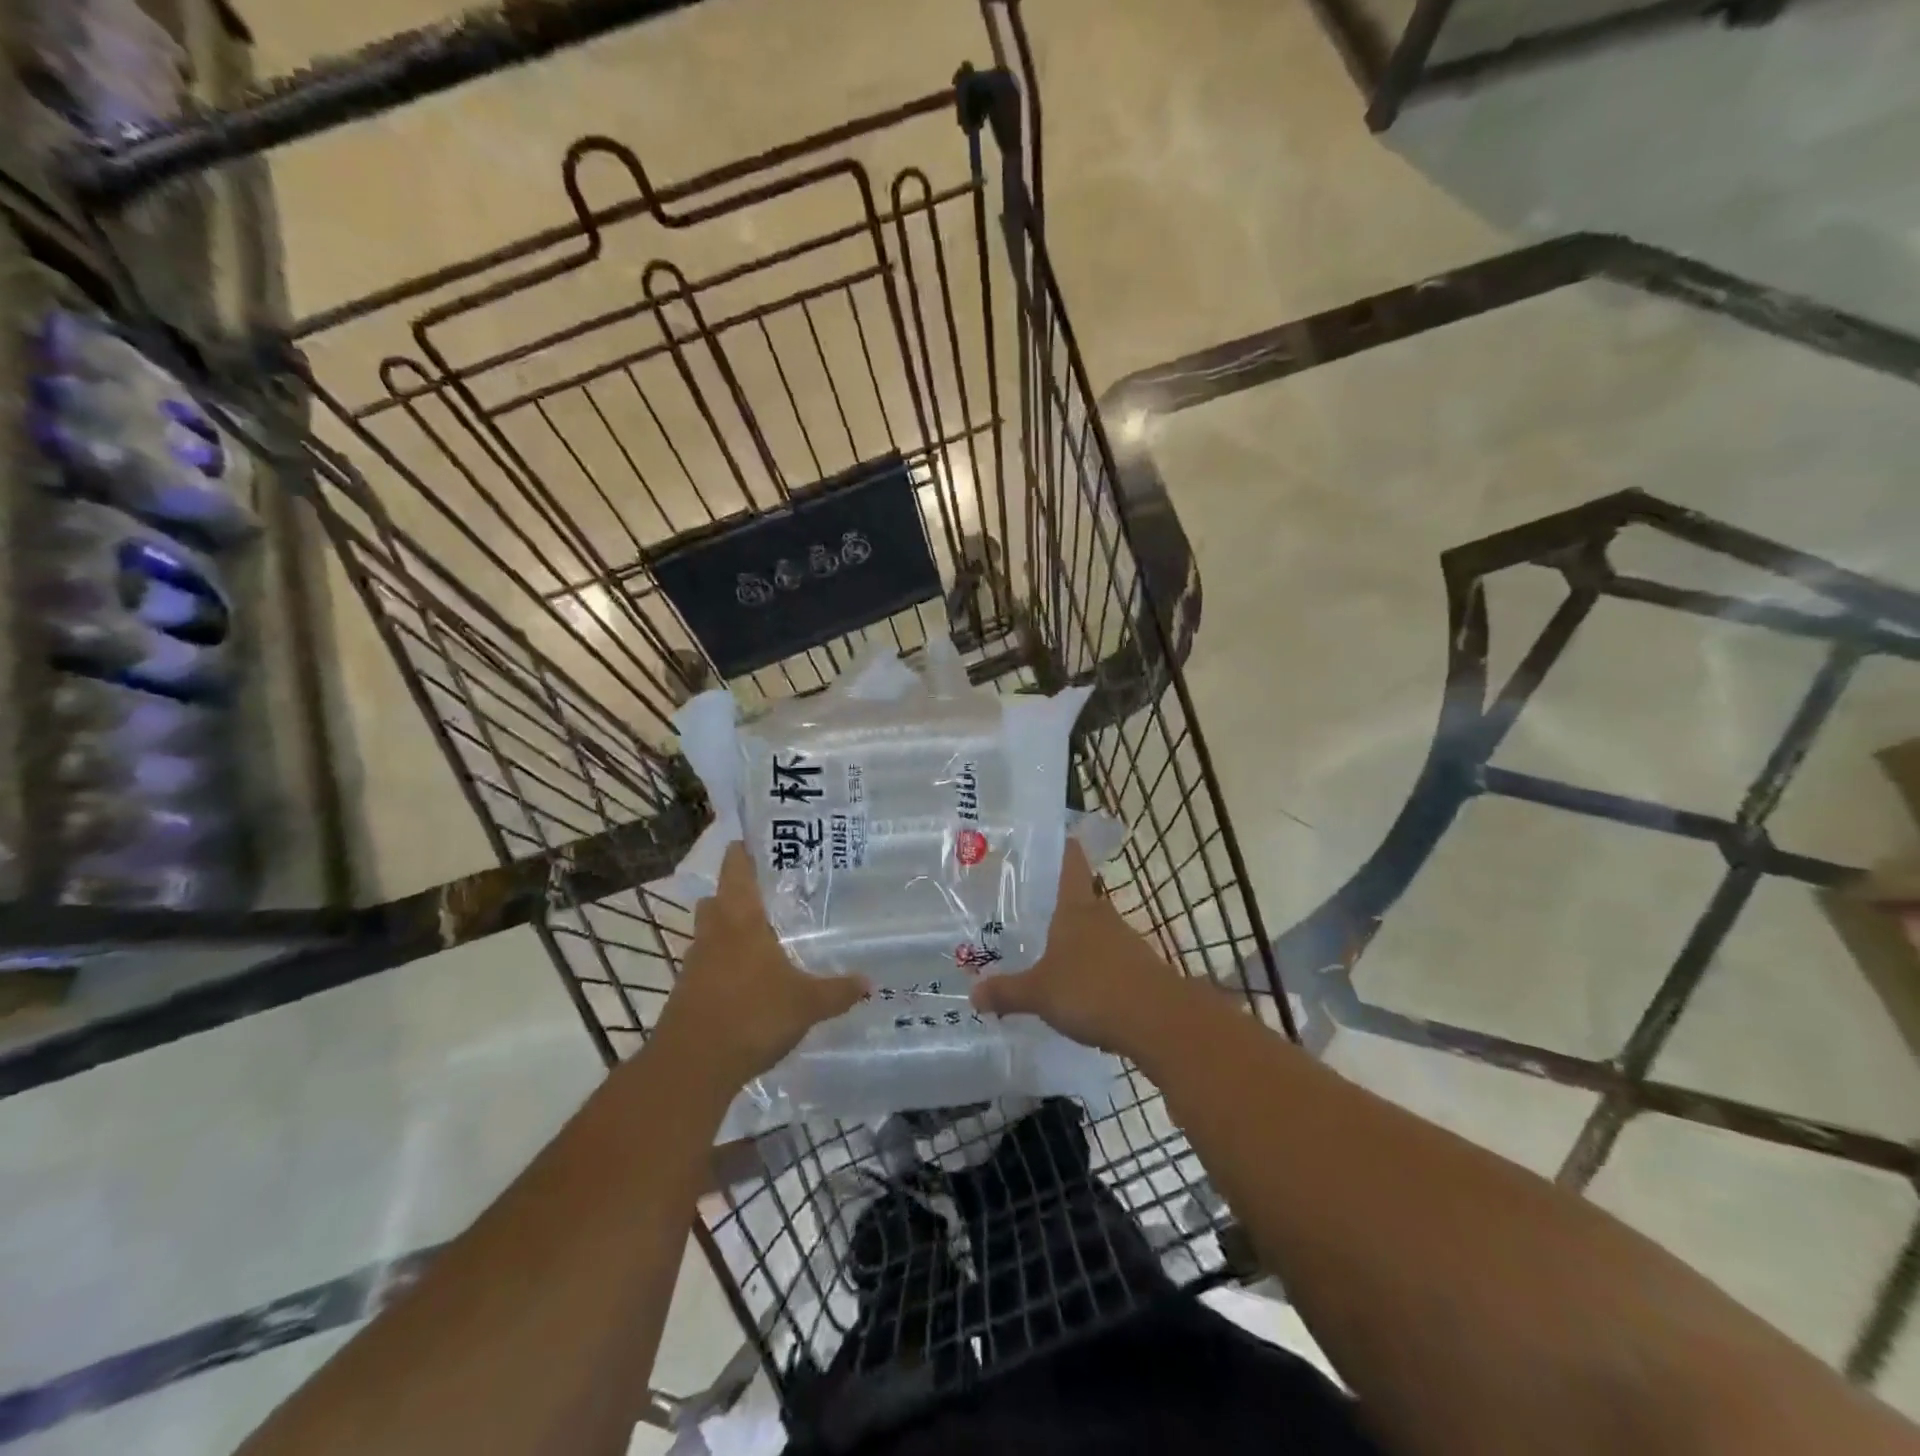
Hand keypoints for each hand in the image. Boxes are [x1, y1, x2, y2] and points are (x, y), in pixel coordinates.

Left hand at [651, 844, 866, 1098]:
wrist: (692, 1067)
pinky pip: (705, 967)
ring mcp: (694, 965)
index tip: (752, 842)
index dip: (741, 853)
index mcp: (741, 920)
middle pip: (716, 900)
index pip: (736, 871)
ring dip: (725, 932)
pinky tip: (745, 982)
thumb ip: (838, 991)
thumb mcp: (806, 1003)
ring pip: (708, 934)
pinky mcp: (685, 994)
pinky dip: (721, 966)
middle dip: (733, 894)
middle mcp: (713, 934)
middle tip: (764, 894)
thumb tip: (869, 982)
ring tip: (758, 939)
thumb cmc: (752, 1016)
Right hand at [970, 842, 1191, 1056]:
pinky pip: (1110, 963)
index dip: (1061, 847)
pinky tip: (1079, 991)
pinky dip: (1094, 971)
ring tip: (1048, 955)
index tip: (1049, 838)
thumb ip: (1007, 992)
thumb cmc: (1091, 991)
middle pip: (1080, 900)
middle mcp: (1102, 916)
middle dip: (1057, 906)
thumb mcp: (1038, 994)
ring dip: (1076, 942)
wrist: (1159, 1022)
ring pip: (1095, 933)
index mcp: (1076, 908)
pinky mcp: (1141, 970)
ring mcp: (1126, 942)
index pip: (1071, 863)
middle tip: (1028, 912)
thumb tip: (973, 994)